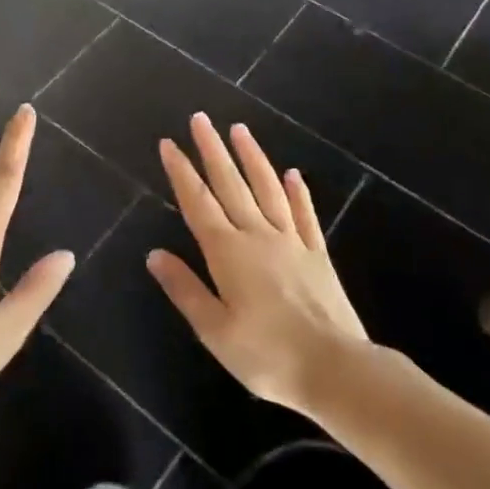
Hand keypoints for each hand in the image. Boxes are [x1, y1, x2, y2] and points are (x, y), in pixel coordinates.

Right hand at [148, 113, 368, 414]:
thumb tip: (154, 254)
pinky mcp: (317, 255)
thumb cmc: (267, 355)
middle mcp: (258, 236)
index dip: (181, 172)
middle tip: (200, 119)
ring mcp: (291, 242)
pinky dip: (297, 192)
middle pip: (231, 184)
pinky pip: (304, 214)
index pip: (198, 202)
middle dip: (212, 150)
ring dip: (252, 157)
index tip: (169, 143)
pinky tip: (293, 174)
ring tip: (239, 129)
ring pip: (268, 189)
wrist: (336, 369)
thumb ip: (185, 289)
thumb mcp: (214, 330)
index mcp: (228, 252)